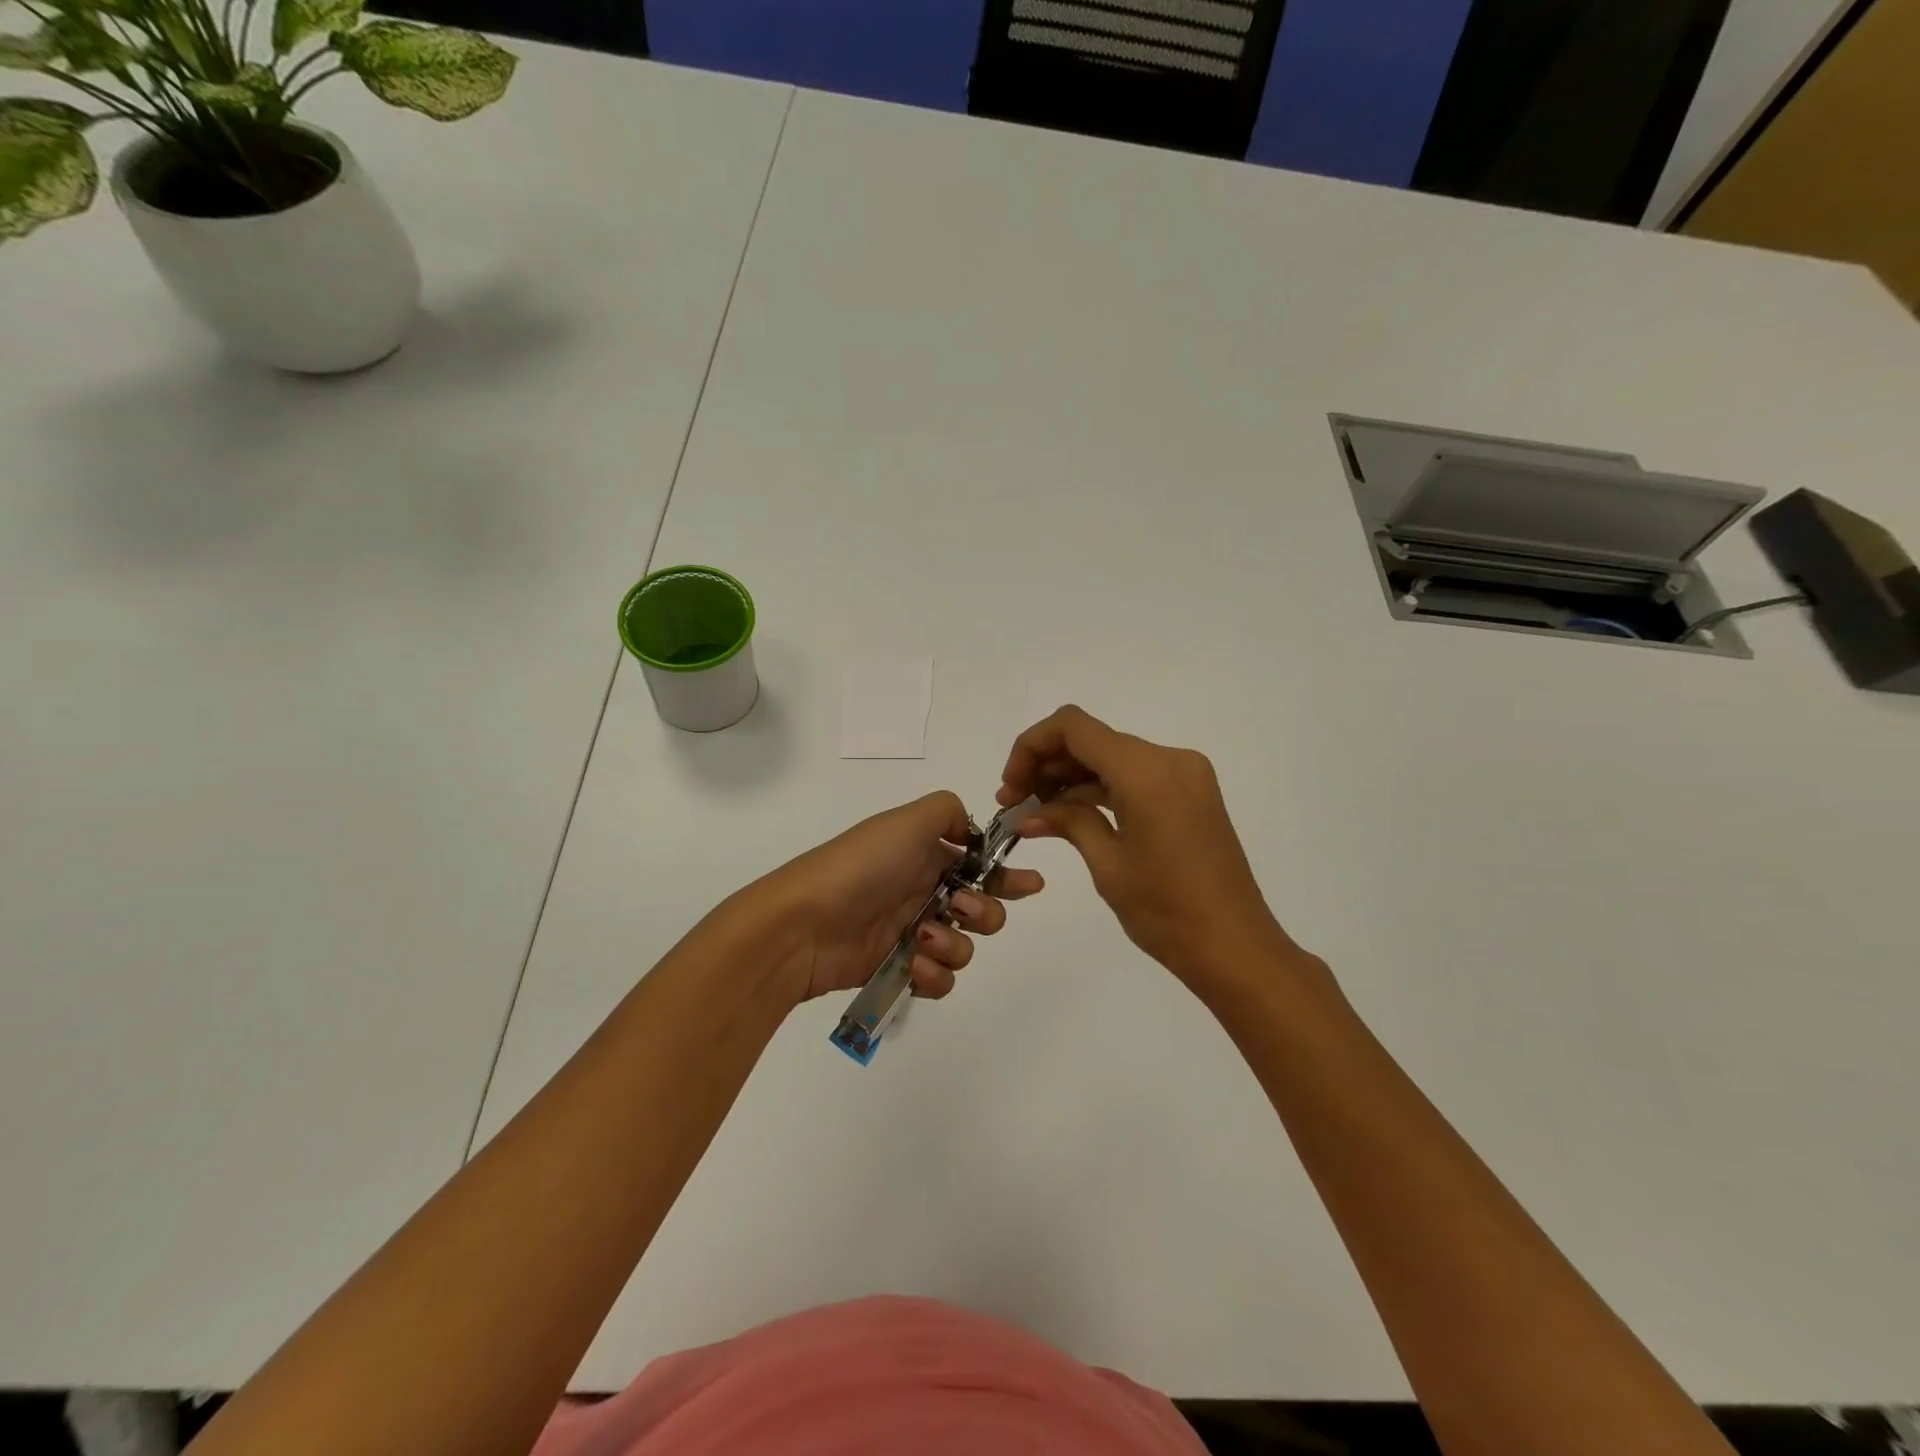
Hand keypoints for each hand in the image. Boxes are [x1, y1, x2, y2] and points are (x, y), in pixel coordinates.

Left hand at [748, 791, 1044, 1004]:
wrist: (804, 924)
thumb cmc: (862, 866)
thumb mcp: (907, 820)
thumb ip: (949, 812)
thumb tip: (970, 833)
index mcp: (925, 853)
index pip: (978, 863)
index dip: (1006, 874)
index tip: (1031, 884)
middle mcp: (922, 890)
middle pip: (981, 907)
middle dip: (984, 910)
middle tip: (961, 909)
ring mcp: (910, 932)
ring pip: (964, 945)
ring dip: (955, 944)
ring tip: (924, 936)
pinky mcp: (899, 969)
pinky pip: (939, 978)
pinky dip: (934, 973)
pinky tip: (915, 965)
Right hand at [998, 706, 1307, 992]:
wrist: (1237, 948)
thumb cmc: (1167, 911)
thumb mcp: (1108, 863)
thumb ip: (1068, 822)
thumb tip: (1029, 812)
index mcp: (1147, 771)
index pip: (1074, 727)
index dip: (1032, 746)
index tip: (1010, 785)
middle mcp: (1169, 759)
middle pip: (1092, 739)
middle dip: (1046, 764)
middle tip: (1013, 804)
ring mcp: (1185, 775)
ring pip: (1111, 757)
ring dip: (1070, 778)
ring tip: (1034, 814)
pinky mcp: (1190, 794)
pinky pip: (1134, 777)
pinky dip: (1099, 790)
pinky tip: (1068, 816)